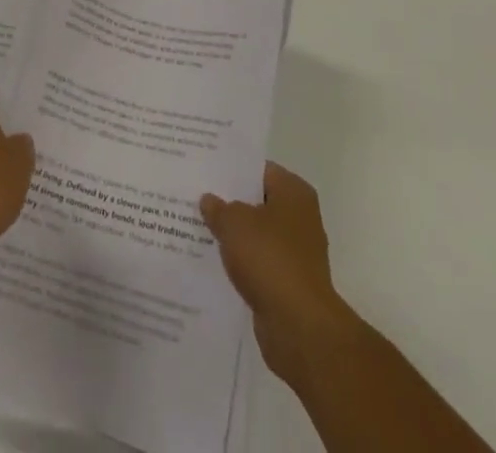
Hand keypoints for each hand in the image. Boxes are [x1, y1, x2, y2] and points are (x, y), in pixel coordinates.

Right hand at [201, 163, 350, 383]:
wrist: (299, 327)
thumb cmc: (269, 259)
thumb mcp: (234, 223)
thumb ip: (218, 208)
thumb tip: (209, 200)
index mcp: (293, 192)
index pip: (258, 169)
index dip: (232, 169)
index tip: (205, 170)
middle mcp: (300, 217)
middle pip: (258, 202)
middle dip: (230, 202)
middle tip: (196, 196)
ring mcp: (297, 253)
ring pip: (257, 234)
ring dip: (234, 236)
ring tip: (198, 227)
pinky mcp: (289, 283)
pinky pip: (259, 263)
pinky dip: (241, 263)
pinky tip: (213, 261)